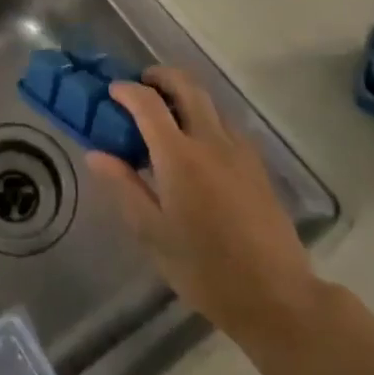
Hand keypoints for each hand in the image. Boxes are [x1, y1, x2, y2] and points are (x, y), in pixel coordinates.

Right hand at [86, 67, 319, 343]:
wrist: (278, 298)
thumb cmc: (205, 270)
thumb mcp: (153, 234)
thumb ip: (124, 186)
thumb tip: (96, 154)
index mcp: (179, 156)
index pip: (148, 103)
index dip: (127, 90)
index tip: (111, 92)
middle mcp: (210, 141)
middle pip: (186, 85)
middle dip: (161, 76)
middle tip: (142, 84)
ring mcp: (239, 151)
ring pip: (210, 102)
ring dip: (185, 94)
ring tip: (167, 114)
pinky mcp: (258, 166)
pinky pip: (227, 125)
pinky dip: (207, 118)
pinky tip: (199, 146)